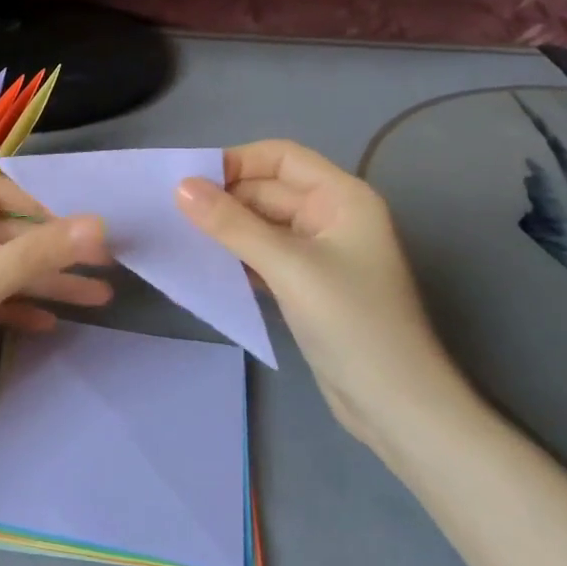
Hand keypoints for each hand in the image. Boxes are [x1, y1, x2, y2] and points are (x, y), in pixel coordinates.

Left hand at [0, 173, 109, 431]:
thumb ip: (39, 253)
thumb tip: (99, 223)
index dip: (41, 210)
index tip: (80, 234)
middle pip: (0, 236)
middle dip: (50, 255)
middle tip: (103, 270)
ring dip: (40, 283)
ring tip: (95, 299)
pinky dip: (11, 307)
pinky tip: (48, 323)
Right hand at [175, 140, 471, 454]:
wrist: (396, 407)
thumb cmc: (351, 323)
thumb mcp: (288, 267)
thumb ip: (232, 224)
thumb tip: (181, 185)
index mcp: (341, 197)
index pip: (281, 157)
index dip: (237, 162)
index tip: (190, 180)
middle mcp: (331, 216)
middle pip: (267, 190)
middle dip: (224, 197)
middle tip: (171, 211)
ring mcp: (319, 252)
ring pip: (261, 224)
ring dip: (225, 227)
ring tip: (179, 233)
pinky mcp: (306, 284)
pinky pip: (263, 254)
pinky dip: (236, 254)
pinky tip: (205, 263)